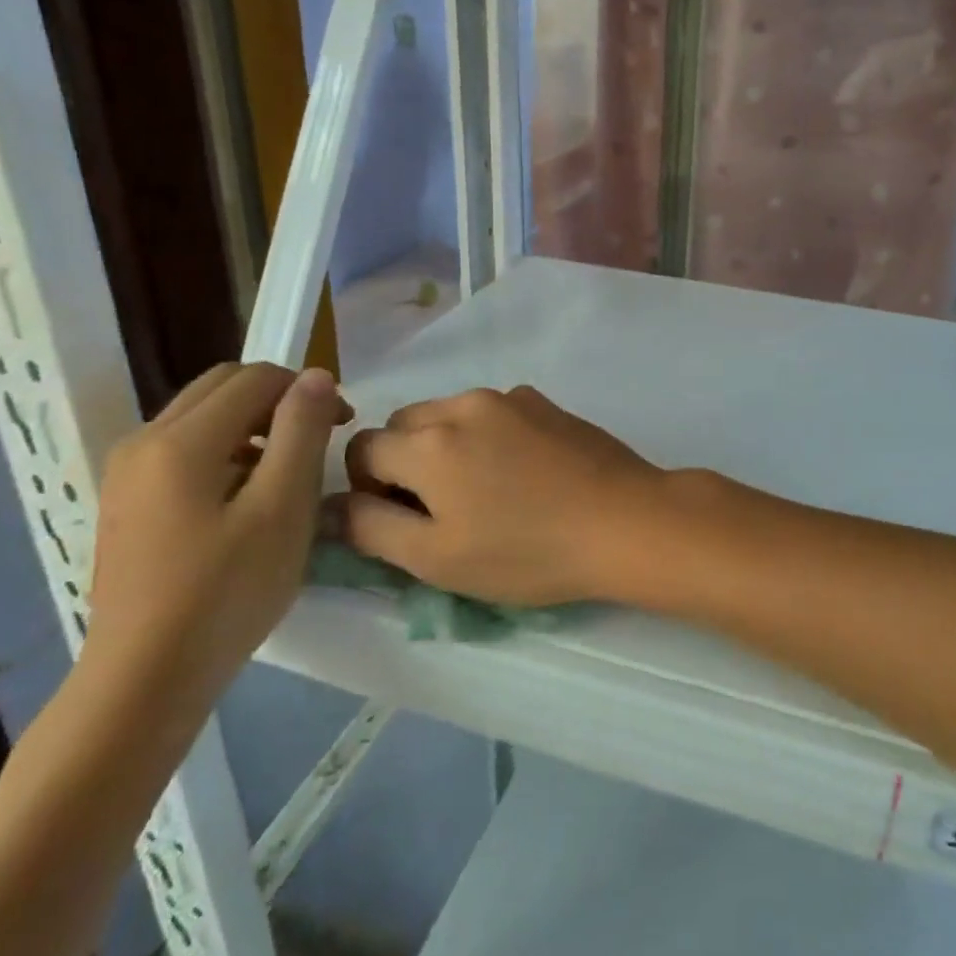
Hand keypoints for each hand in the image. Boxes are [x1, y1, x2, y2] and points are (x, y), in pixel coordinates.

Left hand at [84, 363, 350, 699]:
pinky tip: (243, 499)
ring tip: (284, 473)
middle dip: (277, 400)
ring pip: (200, 415)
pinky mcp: (123, 501)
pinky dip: (223, 449)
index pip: (255, 378)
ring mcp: (125, 472)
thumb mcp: (283, 507)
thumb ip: (301, 431)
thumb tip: (315, 374)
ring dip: (251, 424)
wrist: (145, 679)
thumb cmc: (227, 591)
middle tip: (316, 440)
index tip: (341, 426)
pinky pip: (181, 448)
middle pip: (222, 386)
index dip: (307, 390)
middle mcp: (143, 441)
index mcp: (181, 440)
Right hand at [329, 386, 666, 606]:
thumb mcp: (438, 558)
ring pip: (451, 416)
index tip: (400, 520)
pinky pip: (495, 413)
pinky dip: (489, 437)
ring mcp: (511, 397)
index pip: (364, 449)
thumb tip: (330, 506)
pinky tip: (523, 474)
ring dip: (448, 447)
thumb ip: (372, 528)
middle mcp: (464, 404)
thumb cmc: (527, 551)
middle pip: (406, 425)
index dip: (368, 488)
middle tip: (440, 510)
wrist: (625, 520)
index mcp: (429, 441)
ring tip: (486, 492)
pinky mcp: (546, 402)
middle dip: (405, 462)